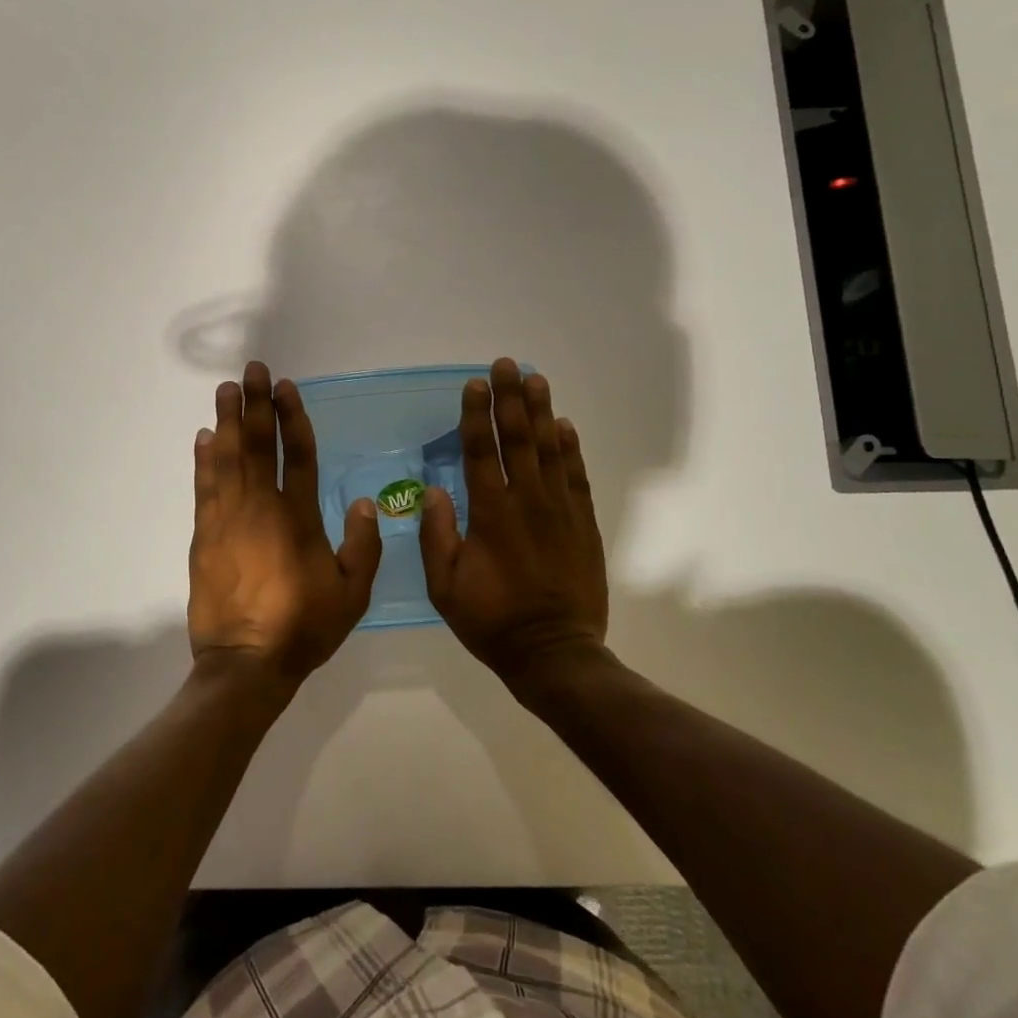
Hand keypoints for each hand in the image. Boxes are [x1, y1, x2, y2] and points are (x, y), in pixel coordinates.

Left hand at [188, 362, 381, 685]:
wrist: (246, 663)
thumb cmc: (304, 627)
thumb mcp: (352, 594)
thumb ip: (363, 546)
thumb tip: (364, 502)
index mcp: (299, 518)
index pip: (296, 454)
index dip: (291, 417)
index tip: (285, 386)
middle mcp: (261, 508)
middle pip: (257, 445)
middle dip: (255, 404)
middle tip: (252, 370)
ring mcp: (228, 519)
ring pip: (227, 458)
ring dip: (227, 421)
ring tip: (225, 389)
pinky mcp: (204, 535)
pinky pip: (204, 487)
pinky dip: (204, 459)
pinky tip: (204, 437)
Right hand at [419, 359, 608, 685]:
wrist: (554, 653)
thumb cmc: (492, 620)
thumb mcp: (445, 586)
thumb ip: (436, 536)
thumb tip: (434, 490)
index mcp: (490, 514)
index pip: (480, 452)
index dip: (476, 415)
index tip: (474, 384)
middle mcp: (526, 502)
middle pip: (517, 439)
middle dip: (510, 398)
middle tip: (506, 364)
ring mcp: (560, 510)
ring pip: (549, 450)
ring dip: (541, 412)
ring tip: (536, 379)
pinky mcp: (583, 524)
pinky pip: (576, 476)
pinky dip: (570, 449)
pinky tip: (565, 426)